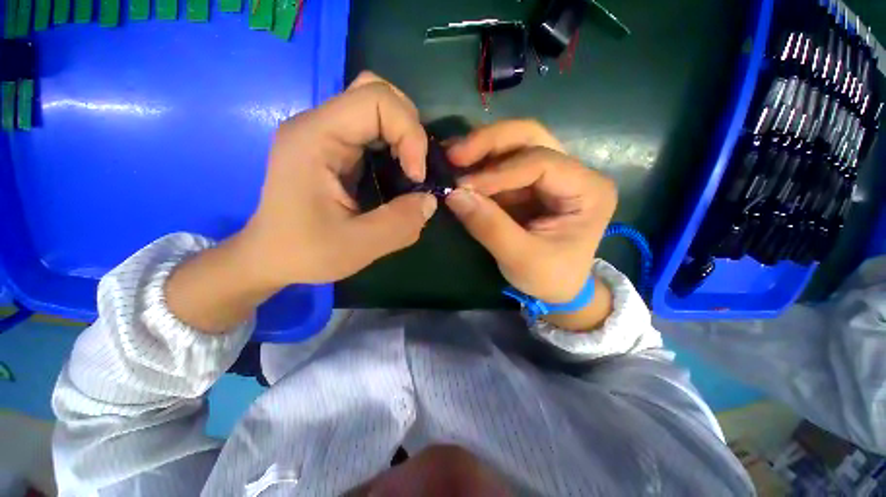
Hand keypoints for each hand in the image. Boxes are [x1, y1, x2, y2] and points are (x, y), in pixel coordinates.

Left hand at [236, 72, 437, 286]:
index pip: (376, 99)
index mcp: (316, 137)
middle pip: (378, 94)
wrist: (271, 256)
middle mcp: (318, 124)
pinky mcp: (333, 147)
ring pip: (378, 109)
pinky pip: (373, 130)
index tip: (416, 176)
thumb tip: (430, 199)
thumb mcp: (357, 246)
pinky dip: (395, 146)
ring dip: (404, 137)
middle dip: (410, 130)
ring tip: (410, 172)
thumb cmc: (304, 251)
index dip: (409, 133)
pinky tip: (397, 173)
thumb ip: (400, 224)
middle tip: (416, 170)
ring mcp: (325, 133)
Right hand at [445, 120, 616, 328]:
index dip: (499, 172)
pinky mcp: (530, 183)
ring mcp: (551, 174)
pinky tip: (459, 167)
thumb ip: (490, 227)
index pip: (542, 163)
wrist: (557, 288)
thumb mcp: (521, 259)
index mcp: (588, 190)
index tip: (464, 185)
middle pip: (531, 137)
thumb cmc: (549, 277)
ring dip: (481, 149)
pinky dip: (480, 164)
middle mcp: (574, 172)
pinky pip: (503, 163)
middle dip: (489, 142)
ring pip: (516, 143)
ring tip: (451, 157)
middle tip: (454, 154)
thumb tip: (454, 195)